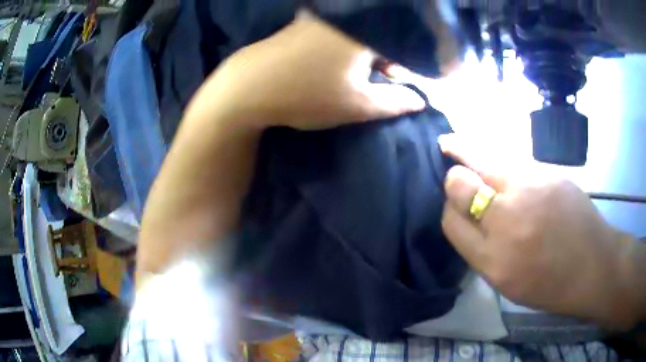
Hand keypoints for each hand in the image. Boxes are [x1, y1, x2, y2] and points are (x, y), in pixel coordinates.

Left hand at [191, 16, 425, 130]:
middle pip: (379, 35)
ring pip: (356, 33)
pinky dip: (343, 44)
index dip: (406, 66)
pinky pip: (335, 30)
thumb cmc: (307, 96)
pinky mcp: (301, 22)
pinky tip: (335, 62)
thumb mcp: (358, 105)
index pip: (400, 46)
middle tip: (382, 79)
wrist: (248, 88)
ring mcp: (319, 18)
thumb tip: (420, 100)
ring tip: (358, 74)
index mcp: (363, 33)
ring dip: (364, 51)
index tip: (401, 83)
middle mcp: (343, 19)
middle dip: (386, 57)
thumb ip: (395, 101)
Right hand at [439, 134, 638, 328]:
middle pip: (459, 183)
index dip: (447, 209)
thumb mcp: (507, 282)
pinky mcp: (548, 173)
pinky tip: (500, 163)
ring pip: (484, 159)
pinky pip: (512, 162)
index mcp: (493, 259)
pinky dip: (499, 162)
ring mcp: (530, 191)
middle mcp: (507, 221)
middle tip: (454, 174)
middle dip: (452, 178)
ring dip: (465, 152)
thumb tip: (467, 217)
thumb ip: (483, 250)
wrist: (593, 265)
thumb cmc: (550, 284)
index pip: (450, 220)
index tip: (454, 207)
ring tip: (451, 144)